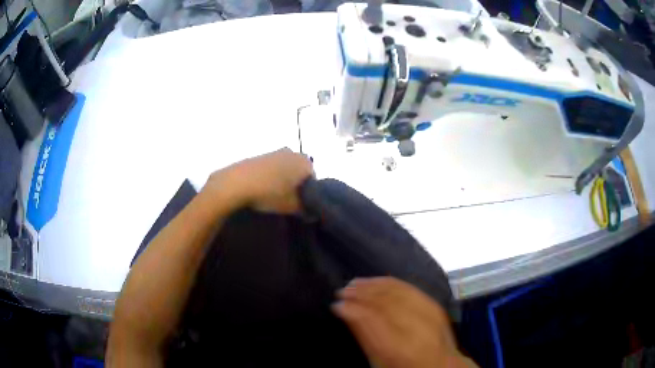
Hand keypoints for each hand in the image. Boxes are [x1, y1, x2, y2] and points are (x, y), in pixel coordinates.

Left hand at [207, 148, 312, 213]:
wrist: (236, 183)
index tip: (300, 206)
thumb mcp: (293, 207)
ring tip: (272, 197)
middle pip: (299, 173)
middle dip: (295, 187)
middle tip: (287, 202)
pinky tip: (261, 190)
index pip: (314, 181)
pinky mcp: (259, 155)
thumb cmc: (270, 193)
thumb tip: (312, 212)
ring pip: (284, 170)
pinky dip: (269, 178)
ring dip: (281, 182)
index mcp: (305, 162)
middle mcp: (292, 152)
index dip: (308, 195)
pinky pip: (270, 168)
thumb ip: (307, 210)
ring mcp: (274, 152)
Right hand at [333, 277, 476, 367]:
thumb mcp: (378, 362)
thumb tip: (344, 311)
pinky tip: (377, 281)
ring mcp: (429, 314)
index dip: (351, 309)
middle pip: (384, 302)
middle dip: (360, 294)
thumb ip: (363, 336)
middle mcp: (416, 327)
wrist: (441, 365)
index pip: (371, 319)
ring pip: (396, 291)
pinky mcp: (434, 305)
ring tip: (355, 283)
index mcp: (399, 348)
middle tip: (342, 291)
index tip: (336, 304)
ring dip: (373, 285)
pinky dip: (390, 282)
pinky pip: (410, 288)